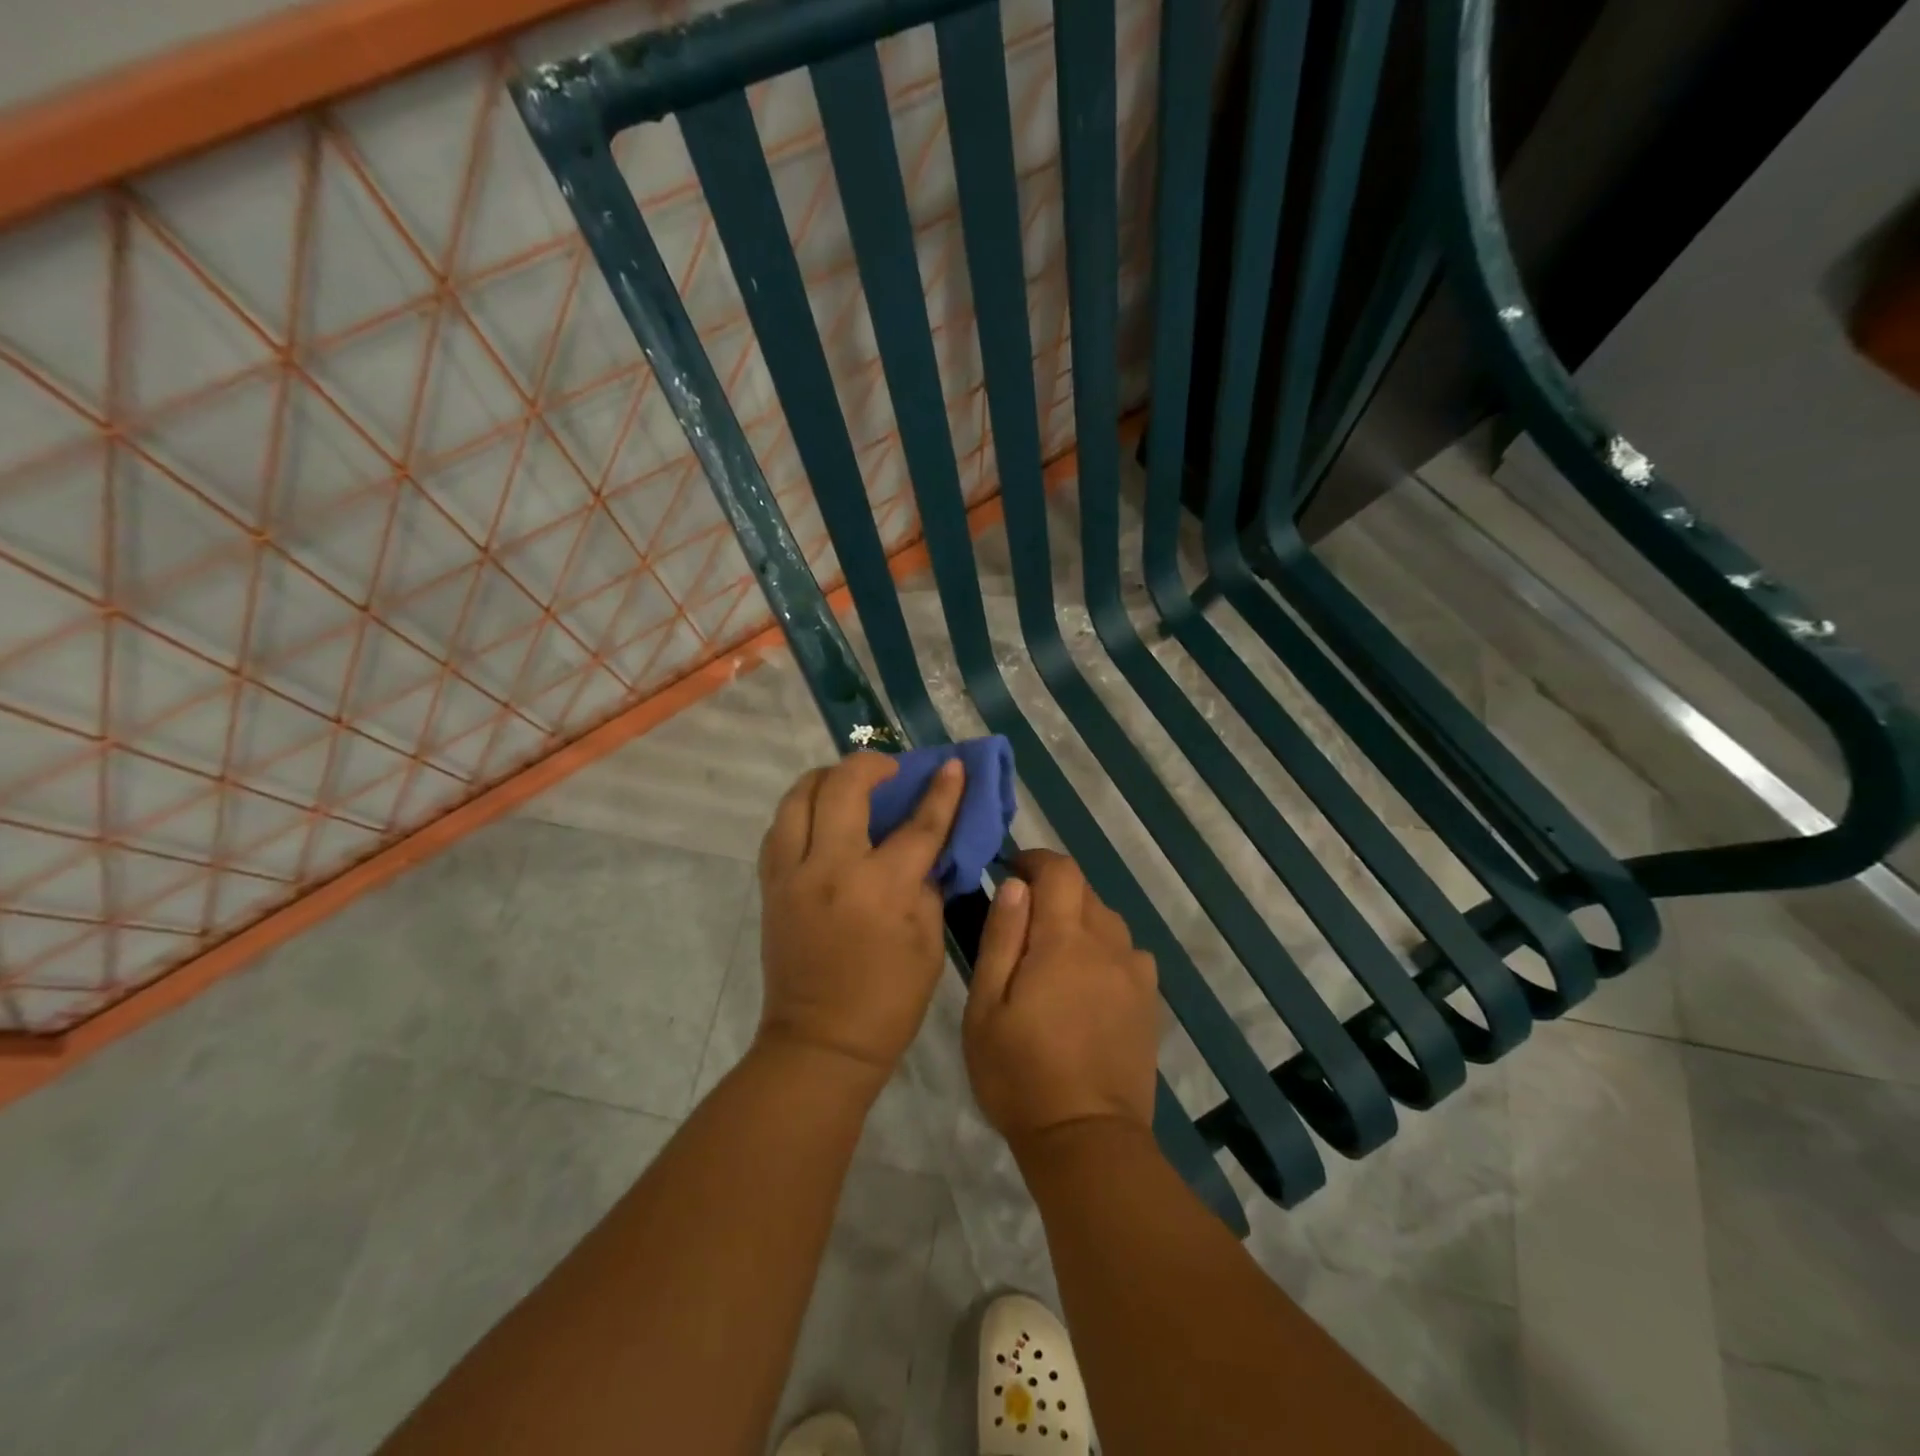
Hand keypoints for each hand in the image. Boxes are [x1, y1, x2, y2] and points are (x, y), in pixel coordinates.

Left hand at [756, 753, 964, 1081]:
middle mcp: (831, 868)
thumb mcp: (929, 943)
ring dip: (825, 778)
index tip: (952, 764)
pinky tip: (820, 818)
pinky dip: (801, 811)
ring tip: (847, 783)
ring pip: (797, 797)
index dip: (941, 791)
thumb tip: (926, 849)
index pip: (919, 824)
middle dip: (870, 763)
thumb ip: (927, 885)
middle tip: (889, 769)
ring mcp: (792, 875)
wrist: (820, 1043)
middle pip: (843, 787)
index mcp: (882, 888)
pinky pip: (779, 829)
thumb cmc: (888, 1000)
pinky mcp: (771, 886)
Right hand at [963, 850, 1159, 1152]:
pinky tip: (1088, 982)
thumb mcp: (986, 1006)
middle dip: (1054, 891)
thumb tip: (1015, 886)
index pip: (1060, 871)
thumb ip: (1001, 938)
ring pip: (1109, 922)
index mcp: (1064, 940)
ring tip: (1054, 953)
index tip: (1012, 870)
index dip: (1037, 860)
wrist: (1086, 1139)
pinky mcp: (1150, 1003)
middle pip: (1086, 892)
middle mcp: (1108, 945)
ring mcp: (1135, 974)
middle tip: (1023, 920)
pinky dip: (1106, 950)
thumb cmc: (1020, 1073)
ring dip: (1081, 920)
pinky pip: (1129, 954)